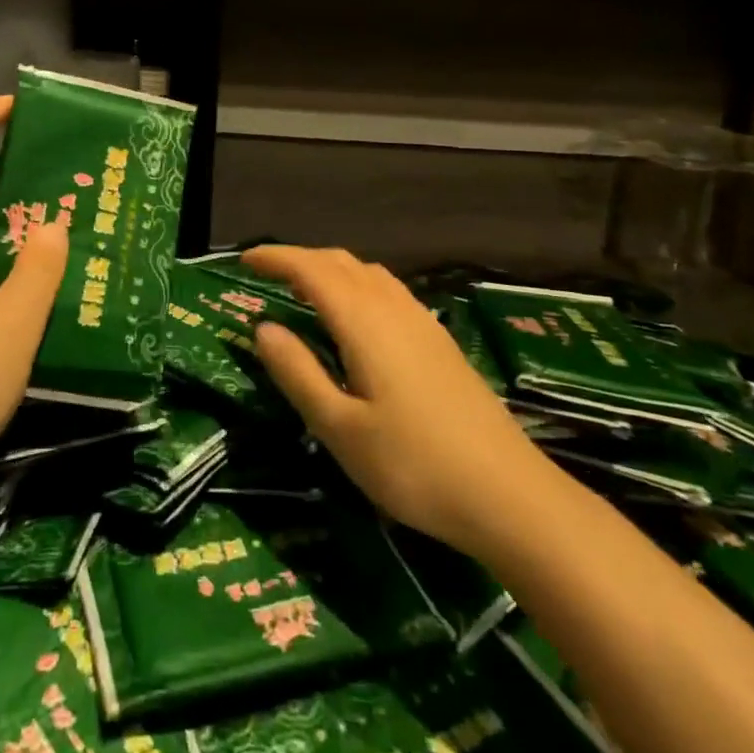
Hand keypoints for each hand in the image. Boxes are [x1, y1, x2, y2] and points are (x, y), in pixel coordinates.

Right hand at [242, 245, 541, 552]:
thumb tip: (262, 327)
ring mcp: (422, 321)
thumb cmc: (414, 465)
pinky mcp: (440, 341)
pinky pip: (388, 290)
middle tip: (266, 274)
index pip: (311, 269)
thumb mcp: (340, 429)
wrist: (509, 495)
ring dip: (331, 269)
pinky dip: (357, 285)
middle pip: (341, 262)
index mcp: (364, 321)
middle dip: (300, 259)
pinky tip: (356, 317)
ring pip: (368, 273)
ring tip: (304, 290)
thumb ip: (298, 372)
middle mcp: (394, 307)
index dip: (275, 258)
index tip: (243, 260)